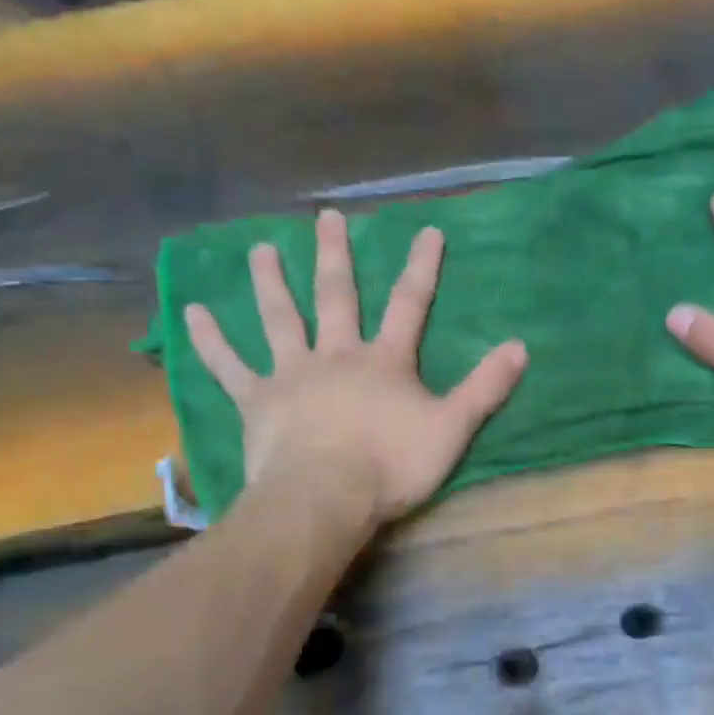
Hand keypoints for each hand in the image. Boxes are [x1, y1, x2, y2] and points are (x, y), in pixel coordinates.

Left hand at [185, 210, 526, 526]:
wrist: (326, 496)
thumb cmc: (391, 465)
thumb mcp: (452, 429)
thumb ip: (485, 388)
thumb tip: (521, 347)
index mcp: (385, 362)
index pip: (410, 305)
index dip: (422, 268)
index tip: (427, 230)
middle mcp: (337, 355)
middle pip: (336, 296)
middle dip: (335, 256)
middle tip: (325, 218)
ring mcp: (293, 374)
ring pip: (280, 319)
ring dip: (270, 282)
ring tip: (259, 249)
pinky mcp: (257, 401)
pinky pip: (230, 366)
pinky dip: (211, 340)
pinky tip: (191, 313)